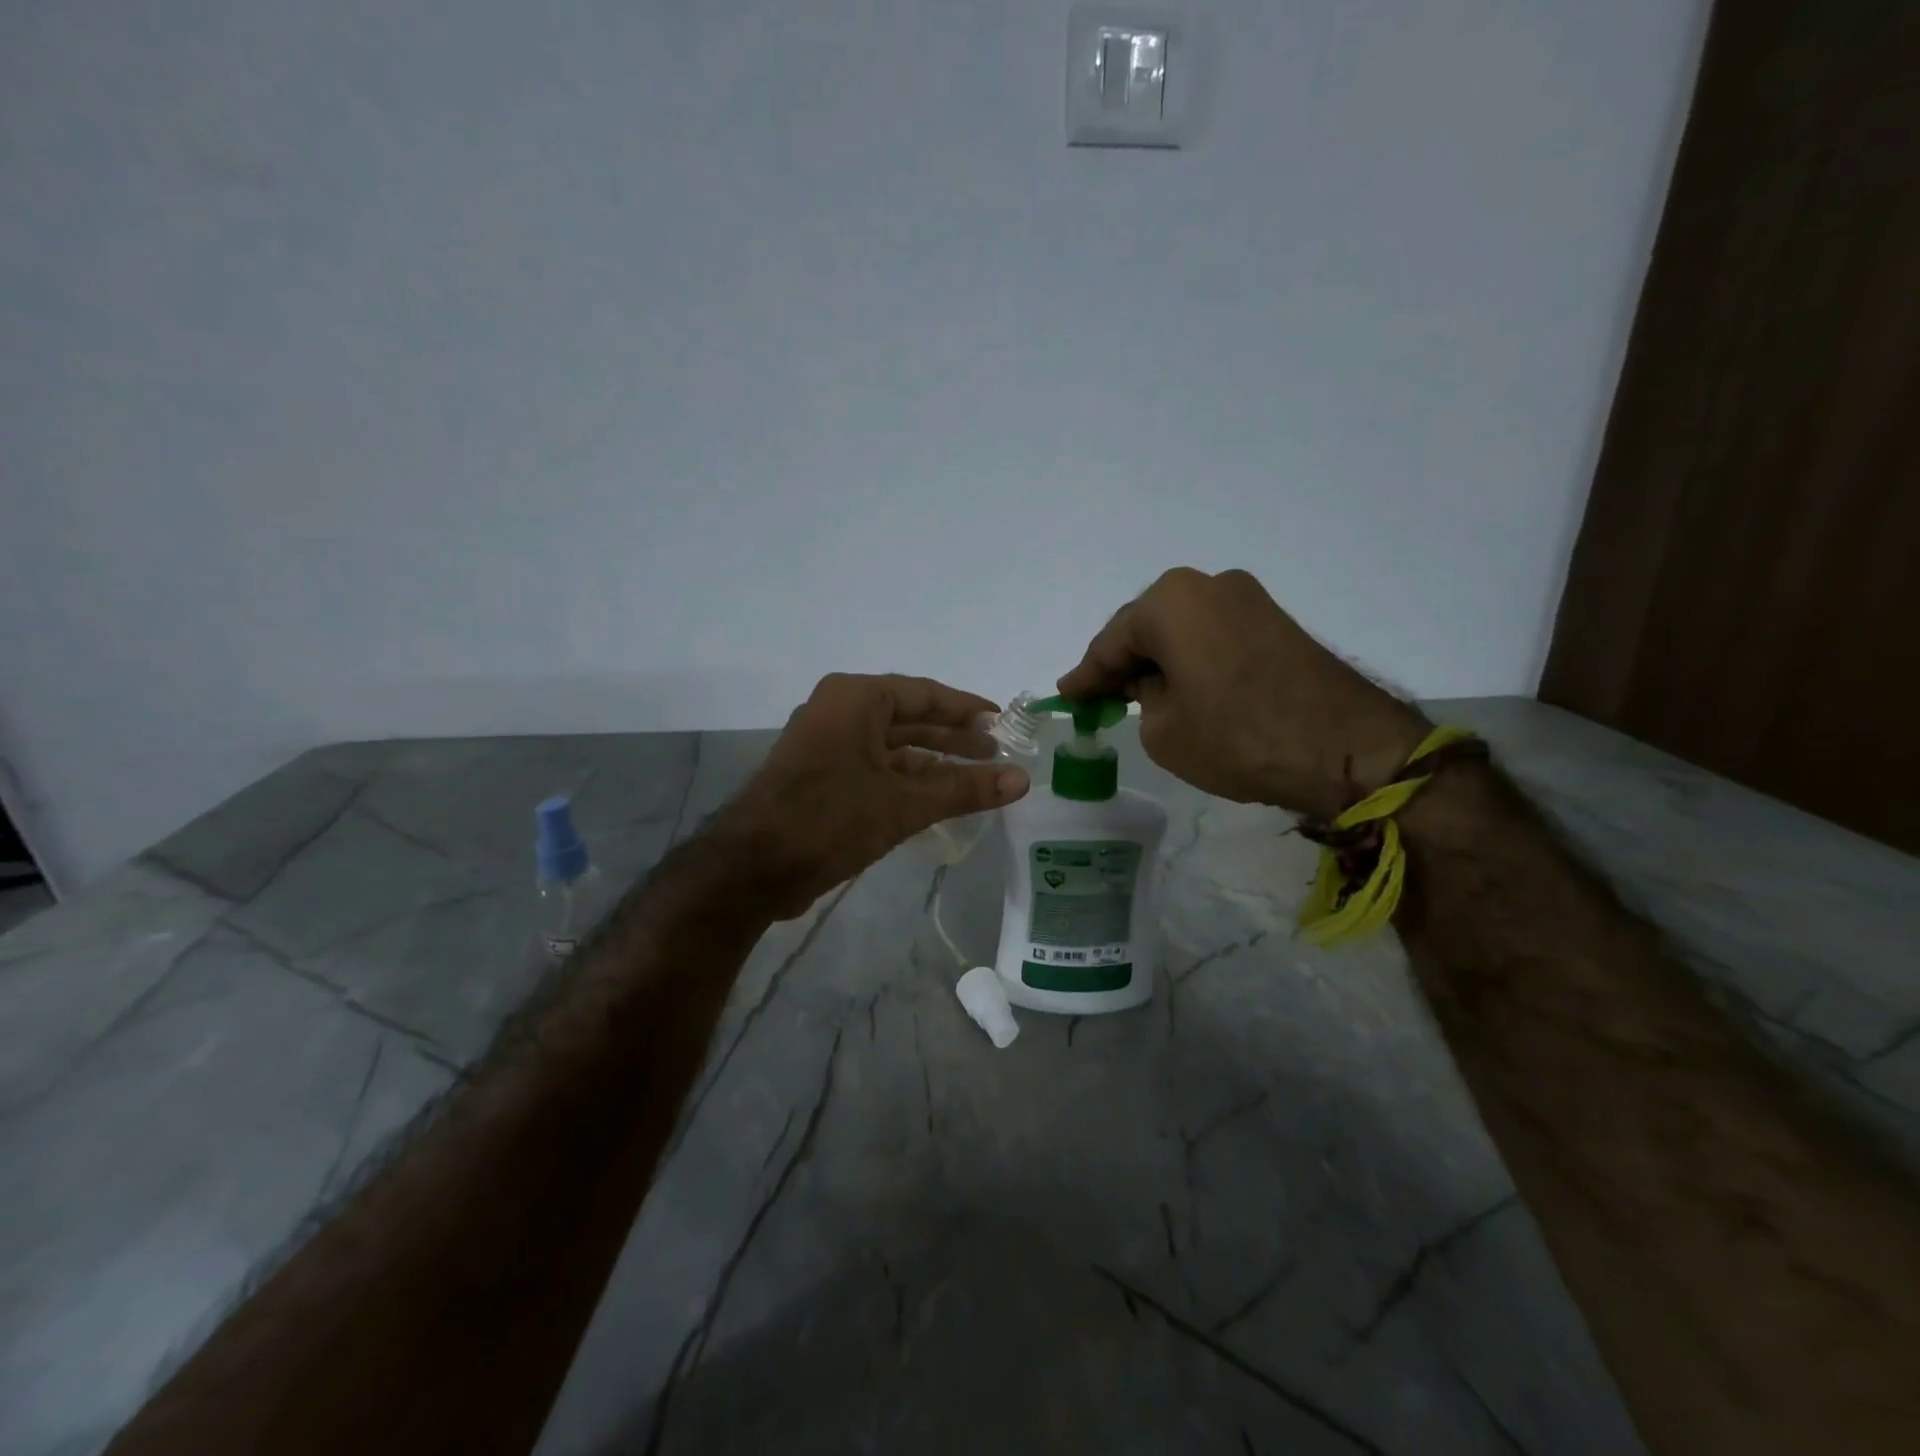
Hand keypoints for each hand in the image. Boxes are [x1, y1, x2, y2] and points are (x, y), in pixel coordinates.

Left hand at [712, 674, 1030, 918]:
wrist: (752, 867)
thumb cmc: (830, 819)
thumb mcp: (904, 803)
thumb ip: (964, 788)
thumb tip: (1022, 779)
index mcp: (856, 698)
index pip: (925, 694)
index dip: (968, 708)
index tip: (1004, 721)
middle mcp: (840, 710)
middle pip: (911, 718)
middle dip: (955, 737)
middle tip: (998, 752)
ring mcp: (828, 743)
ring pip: (894, 746)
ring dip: (934, 761)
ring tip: (978, 776)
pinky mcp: (823, 775)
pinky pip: (876, 767)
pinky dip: (908, 779)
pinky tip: (940, 797)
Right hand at [1058, 568, 1426, 819]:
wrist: (1343, 748)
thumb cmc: (1236, 737)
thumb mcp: (1163, 729)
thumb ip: (1141, 698)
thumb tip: (1150, 684)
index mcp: (1170, 602)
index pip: (1111, 642)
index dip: (1086, 675)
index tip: (1066, 696)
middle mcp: (1208, 585)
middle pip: (1147, 627)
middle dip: (1123, 663)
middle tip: (1100, 698)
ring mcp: (1248, 599)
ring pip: (1182, 630)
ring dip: (1160, 661)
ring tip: (1140, 696)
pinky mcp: (1275, 621)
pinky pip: (1214, 636)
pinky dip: (1192, 660)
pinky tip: (1182, 687)